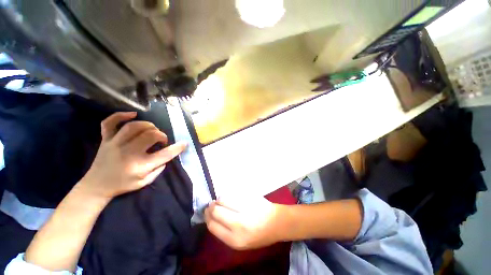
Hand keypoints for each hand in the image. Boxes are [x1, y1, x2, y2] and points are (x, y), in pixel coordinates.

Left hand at [78, 112, 186, 199]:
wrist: (96, 186)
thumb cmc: (123, 185)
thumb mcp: (145, 182)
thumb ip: (158, 169)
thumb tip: (167, 156)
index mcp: (140, 166)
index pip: (165, 154)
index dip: (177, 148)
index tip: (184, 143)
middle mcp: (128, 152)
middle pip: (150, 135)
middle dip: (161, 135)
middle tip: (162, 140)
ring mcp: (115, 144)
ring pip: (134, 126)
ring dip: (148, 126)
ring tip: (152, 130)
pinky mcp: (106, 139)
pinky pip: (110, 123)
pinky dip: (120, 115)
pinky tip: (133, 114)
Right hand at [204, 196, 287, 249]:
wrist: (276, 222)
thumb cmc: (258, 235)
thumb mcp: (240, 242)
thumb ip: (225, 232)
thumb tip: (212, 218)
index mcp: (235, 239)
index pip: (213, 225)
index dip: (207, 218)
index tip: (206, 213)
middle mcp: (239, 223)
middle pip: (216, 210)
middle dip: (211, 207)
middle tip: (212, 205)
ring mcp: (245, 207)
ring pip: (223, 199)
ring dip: (219, 199)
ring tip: (220, 201)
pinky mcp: (249, 196)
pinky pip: (233, 193)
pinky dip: (228, 195)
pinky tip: (230, 197)